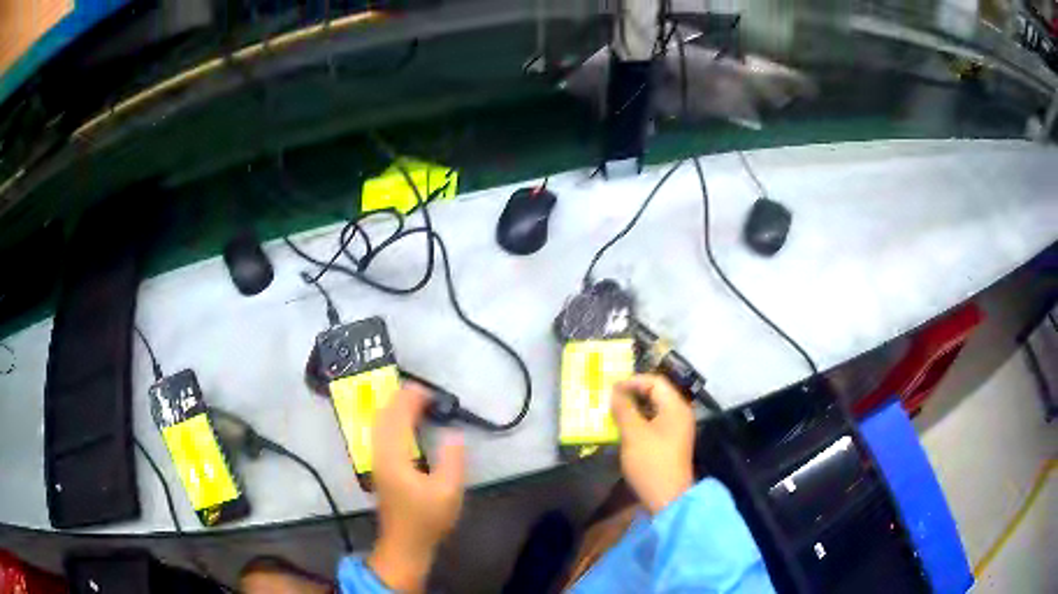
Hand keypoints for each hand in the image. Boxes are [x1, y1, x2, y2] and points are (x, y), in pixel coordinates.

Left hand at [368, 384, 465, 592]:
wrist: (405, 543)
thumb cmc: (427, 518)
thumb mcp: (449, 491)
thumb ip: (452, 460)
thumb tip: (453, 433)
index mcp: (395, 457)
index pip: (399, 418)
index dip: (411, 400)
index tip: (429, 392)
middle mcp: (380, 454)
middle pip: (383, 416)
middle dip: (400, 399)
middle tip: (422, 392)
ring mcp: (376, 461)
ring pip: (378, 424)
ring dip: (392, 408)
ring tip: (412, 401)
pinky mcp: (378, 467)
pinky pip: (379, 433)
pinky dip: (389, 420)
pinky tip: (400, 423)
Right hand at [611, 374, 695, 513]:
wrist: (667, 497)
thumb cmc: (651, 462)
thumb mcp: (633, 433)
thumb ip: (624, 409)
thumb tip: (614, 391)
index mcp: (675, 407)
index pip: (655, 382)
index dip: (633, 381)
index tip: (611, 389)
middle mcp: (679, 413)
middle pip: (656, 393)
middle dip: (632, 394)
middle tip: (610, 399)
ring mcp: (677, 429)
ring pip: (654, 409)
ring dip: (634, 408)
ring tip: (613, 413)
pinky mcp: (670, 442)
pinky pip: (654, 422)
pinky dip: (639, 421)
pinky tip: (623, 429)